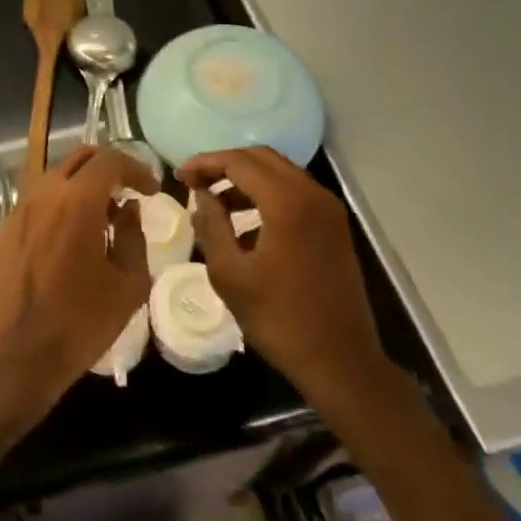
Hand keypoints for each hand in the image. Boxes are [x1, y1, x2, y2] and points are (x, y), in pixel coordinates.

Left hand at [0, 146, 155, 437]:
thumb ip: (133, 237)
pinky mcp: (6, 228)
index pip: (110, 160)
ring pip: (57, 176)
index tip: (150, 191)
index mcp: (77, 201)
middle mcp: (45, 193)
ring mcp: (20, 208)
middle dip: (108, 168)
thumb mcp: (127, 285)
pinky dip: (61, 203)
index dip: (136, 169)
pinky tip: (72, 237)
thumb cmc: (79, 323)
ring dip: (83, 186)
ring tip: (102, 219)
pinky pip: (39, 200)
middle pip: (80, 158)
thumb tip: (128, 209)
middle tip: (127, 194)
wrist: (15, 355)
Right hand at [178, 148, 392, 417]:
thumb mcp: (229, 274)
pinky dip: (266, 195)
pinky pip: (295, 193)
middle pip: (261, 158)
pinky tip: (245, 224)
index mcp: (287, 203)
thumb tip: (201, 195)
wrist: (341, 362)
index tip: (179, 177)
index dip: (204, 163)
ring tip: (214, 202)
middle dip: (225, 164)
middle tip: (195, 182)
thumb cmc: (279, 319)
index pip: (238, 162)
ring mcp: (328, 210)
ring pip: (280, 173)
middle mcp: (313, 195)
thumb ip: (211, 225)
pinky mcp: (335, 227)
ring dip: (245, 179)